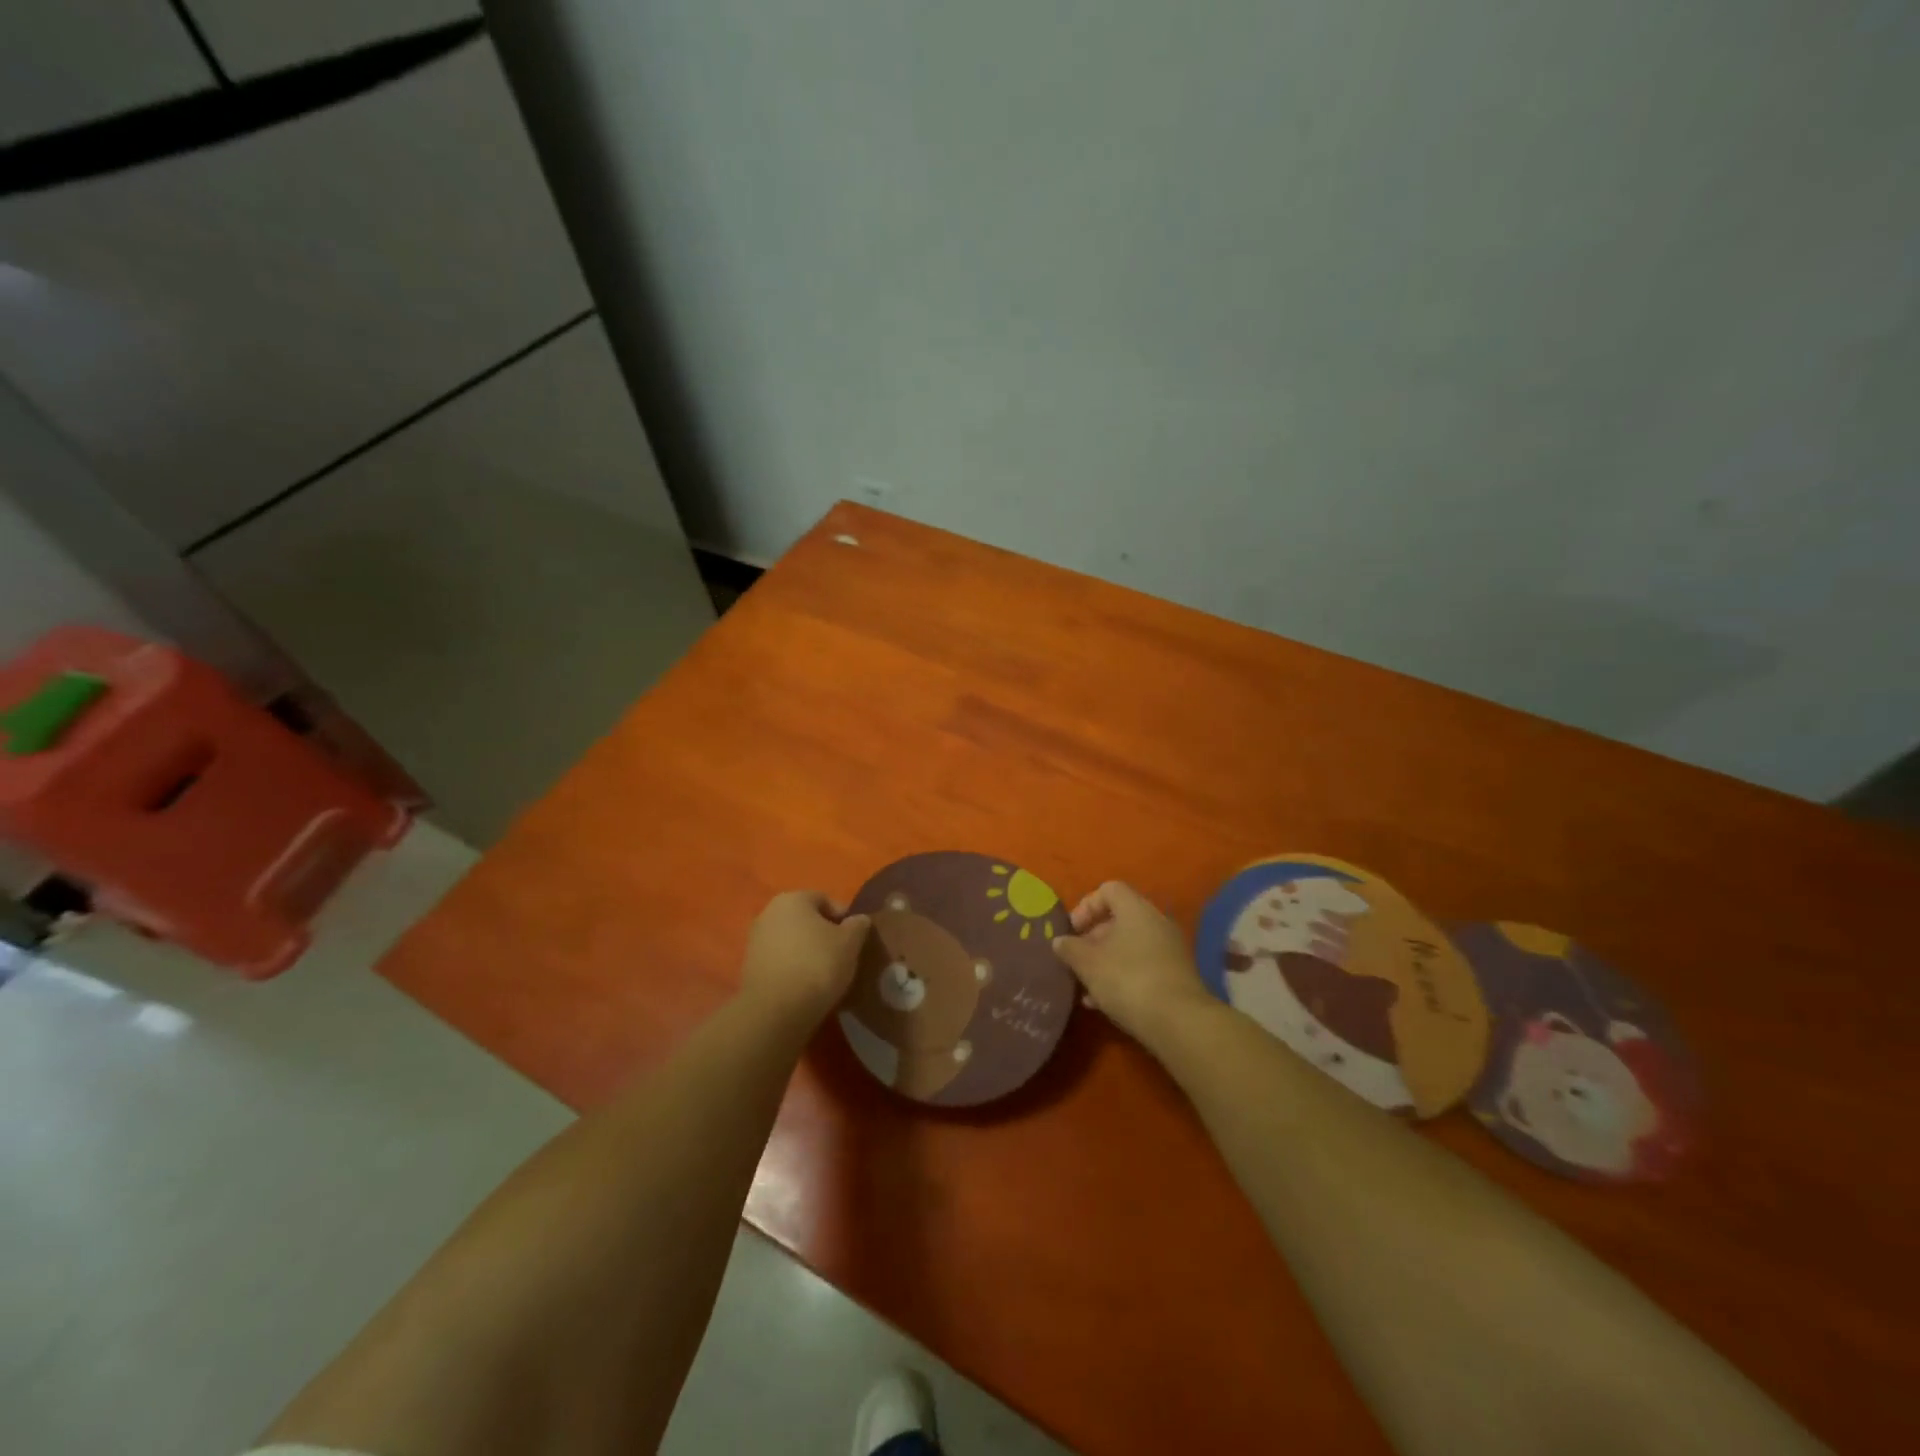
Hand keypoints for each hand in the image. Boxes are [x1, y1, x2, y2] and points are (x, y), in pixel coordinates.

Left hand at [740, 891, 871, 1026]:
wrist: (775, 1011)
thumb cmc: (817, 965)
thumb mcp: (850, 943)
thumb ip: (858, 925)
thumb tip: (858, 920)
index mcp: (793, 899)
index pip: (825, 900)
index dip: (844, 918)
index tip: (855, 940)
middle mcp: (769, 913)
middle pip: (806, 920)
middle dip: (824, 935)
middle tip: (842, 956)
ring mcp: (755, 941)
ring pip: (792, 941)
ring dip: (808, 953)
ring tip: (826, 975)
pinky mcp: (749, 968)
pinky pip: (780, 961)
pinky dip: (793, 969)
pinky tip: (806, 987)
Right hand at [1052, 881, 1212, 1045]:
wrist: (1179, 1022)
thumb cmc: (1127, 980)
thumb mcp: (1087, 963)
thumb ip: (1069, 948)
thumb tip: (1060, 941)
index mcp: (1136, 909)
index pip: (1109, 890)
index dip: (1086, 906)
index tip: (1072, 931)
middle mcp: (1156, 922)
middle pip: (1119, 919)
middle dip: (1092, 939)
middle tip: (1076, 960)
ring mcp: (1169, 950)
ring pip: (1129, 947)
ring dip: (1105, 962)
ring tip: (1086, 987)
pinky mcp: (1175, 976)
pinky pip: (1142, 967)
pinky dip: (1122, 978)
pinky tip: (1104, 1003)